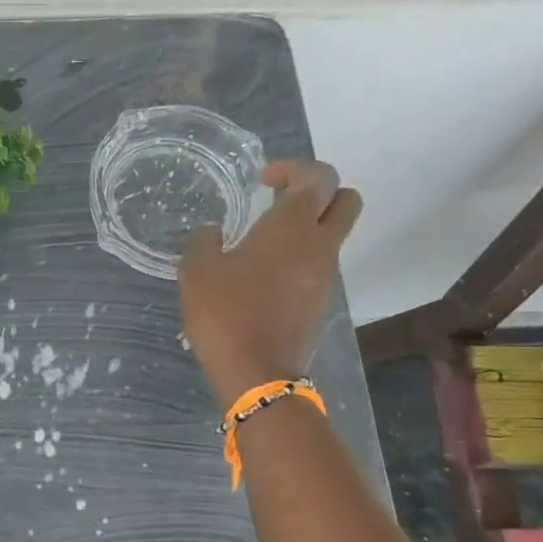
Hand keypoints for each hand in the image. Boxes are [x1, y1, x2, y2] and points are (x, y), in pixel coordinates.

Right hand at [178, 159, 361, 403]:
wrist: (256, 373)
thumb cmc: (226, 313)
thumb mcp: (197, 272)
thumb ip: (204, 242)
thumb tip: (213, 232)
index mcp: (292, 226)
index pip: (318, 177)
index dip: (294, 168)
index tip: (263, 179)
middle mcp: (319, 245)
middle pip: (345, 200)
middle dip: (318, 192)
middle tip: (280, 200)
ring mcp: (325, 276)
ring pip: (332, 235)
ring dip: (306, 228)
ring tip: (261, 242)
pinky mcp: (319, 302)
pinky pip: (318, 265)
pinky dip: (299, 258)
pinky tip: (261, 275)